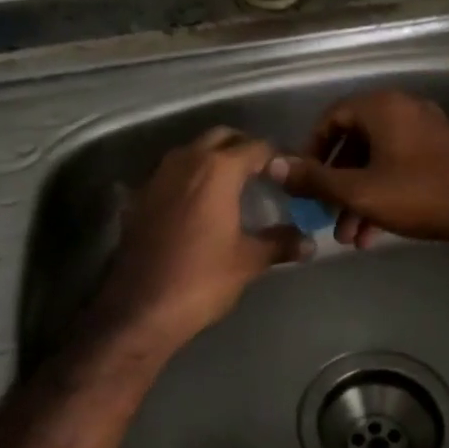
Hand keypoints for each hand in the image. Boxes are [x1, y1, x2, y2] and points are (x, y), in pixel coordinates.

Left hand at [95, 128, 311, 350]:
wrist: (139, 310)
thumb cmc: (201, 280)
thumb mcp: (248, 261)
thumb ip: (280, 243)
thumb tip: (310, 242)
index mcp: (218, 169)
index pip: (257, 147)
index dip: (278, 157)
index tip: (292, 173)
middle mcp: (186, 161)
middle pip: (221, 137)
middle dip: (244, 148)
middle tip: (264, 173)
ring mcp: (158, 176)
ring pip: (193, 151)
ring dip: (214, 159)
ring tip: (234, 186)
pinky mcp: (140, 196)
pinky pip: (172, 173)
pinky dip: (190, 178)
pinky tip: (200, 205)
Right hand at [267, 90, 448, 248]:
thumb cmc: (420, 194)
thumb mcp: (360, 191)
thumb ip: (315, 179)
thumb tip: (273, 165)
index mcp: (382, 107)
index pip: (332, 117)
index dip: (311, 149)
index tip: (302, 181)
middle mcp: (404, 109)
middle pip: (354, 142)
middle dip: (336, 184)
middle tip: (324, 216)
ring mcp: (426, 131)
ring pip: (378, 161)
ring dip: (358, 197)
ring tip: (348, 238)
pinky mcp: (442, 153)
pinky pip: (400, 167)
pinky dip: (383, 194)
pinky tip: (374, 234)